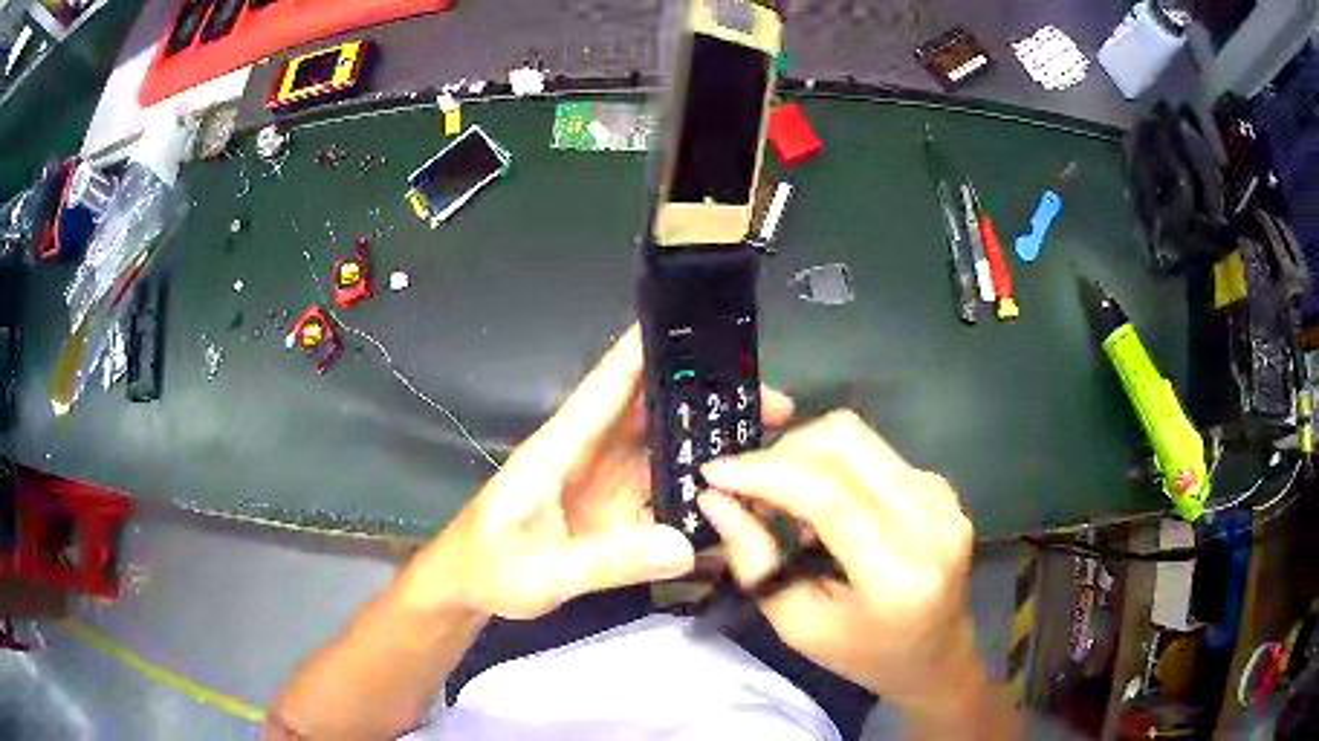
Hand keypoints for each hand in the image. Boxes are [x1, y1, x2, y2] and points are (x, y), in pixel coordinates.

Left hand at [402, 326, 793, 619]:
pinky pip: (664, 491)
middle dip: (709, 399)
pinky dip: (698, 490)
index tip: (698, 326)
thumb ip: (607, 561)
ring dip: (710, 443)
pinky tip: (734, 501)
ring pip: (666, 448)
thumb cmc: (489, 567)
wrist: (471, 588)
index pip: (608, 386)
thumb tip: (685, 545)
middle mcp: (591, 454)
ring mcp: (606, 482)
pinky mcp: (615, 510)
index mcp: (563, 447)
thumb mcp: (542, 572)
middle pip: (655, 412)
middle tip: (774, 404)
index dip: (647, 349)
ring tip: (767, 445)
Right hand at [698, 410, 977, 707]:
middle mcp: (931, 523)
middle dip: (783, 451)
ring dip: (806, 456)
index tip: (715, 472)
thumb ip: (756, 562)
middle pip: (847, 443)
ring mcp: (943, 499)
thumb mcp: (798, 625)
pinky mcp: (942, 488)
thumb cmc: (864, 655)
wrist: (937, 657)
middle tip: (748, 486)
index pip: (829, 498)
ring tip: (782, 500)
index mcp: (897, 576)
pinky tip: (823, 506)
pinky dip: (834, 468)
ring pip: (860, 439)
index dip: (766, 474)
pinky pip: (875, 454)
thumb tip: (716, 500)